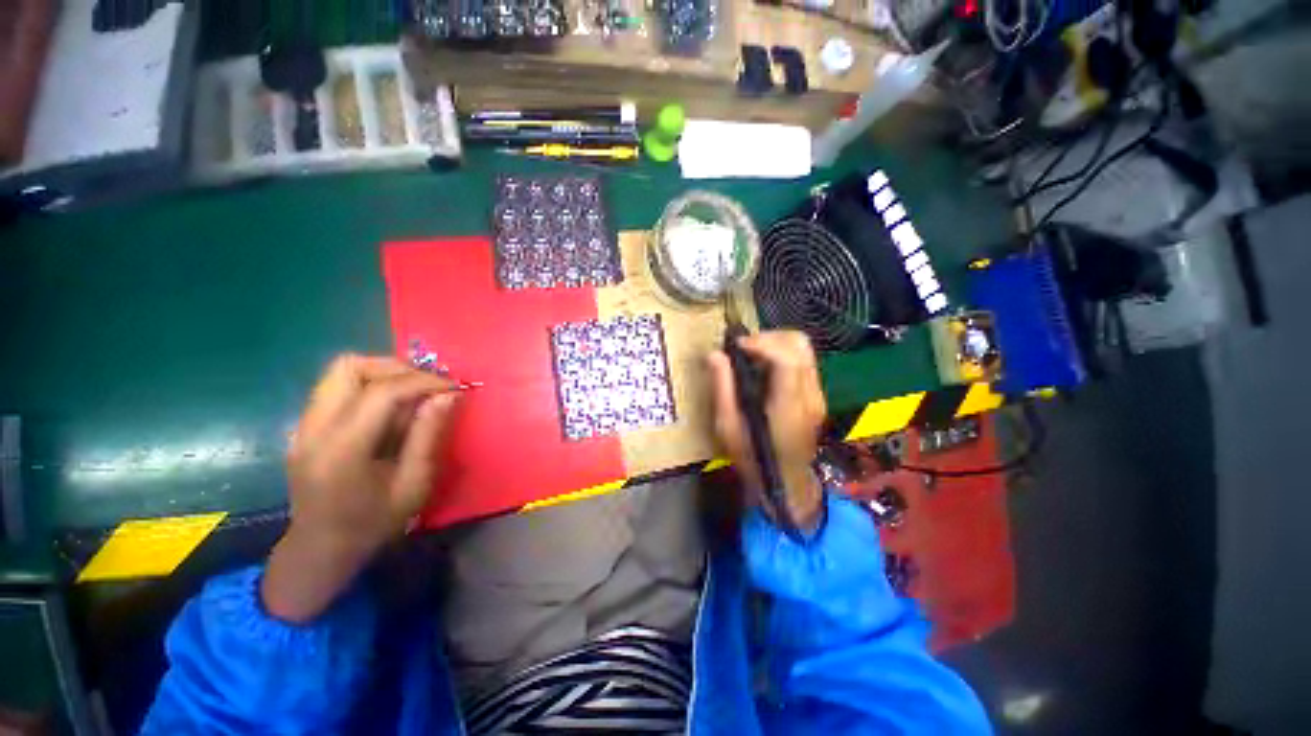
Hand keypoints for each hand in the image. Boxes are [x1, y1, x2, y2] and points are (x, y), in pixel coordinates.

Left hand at [263, 354, 458, 622]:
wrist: (319, 549)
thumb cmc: (372, 523)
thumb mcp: (413, 484)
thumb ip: (427, 435)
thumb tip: (448, 395)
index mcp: (342, 449)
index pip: (381, 392)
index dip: (423, 381)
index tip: (453, 387)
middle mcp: (314, 429)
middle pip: (349, 367)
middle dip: (396, 368)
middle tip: (428, 385)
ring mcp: (303, 425)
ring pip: (341, 372)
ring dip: (382, 373)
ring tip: (412, 392)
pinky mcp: (305, 426)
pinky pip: (338, 388)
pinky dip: (369, 386)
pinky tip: (390, 408)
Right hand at [708, 330, 826, 532]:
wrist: (786, 482)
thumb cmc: (752, 458)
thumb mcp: (727, 427)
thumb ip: (722, 388)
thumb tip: (715, 354)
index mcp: (787, 407)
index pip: (786, 360)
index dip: (761, 343)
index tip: (736, 345)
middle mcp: (809, 396)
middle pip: (800, 345)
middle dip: (769, 337)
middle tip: (743, 348)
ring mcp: (818, 394)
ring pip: (804, 349)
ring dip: (775, 344)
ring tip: (751, 355)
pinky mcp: (817, 395)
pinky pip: (802, 361)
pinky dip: (782, 354)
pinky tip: (763, 368)